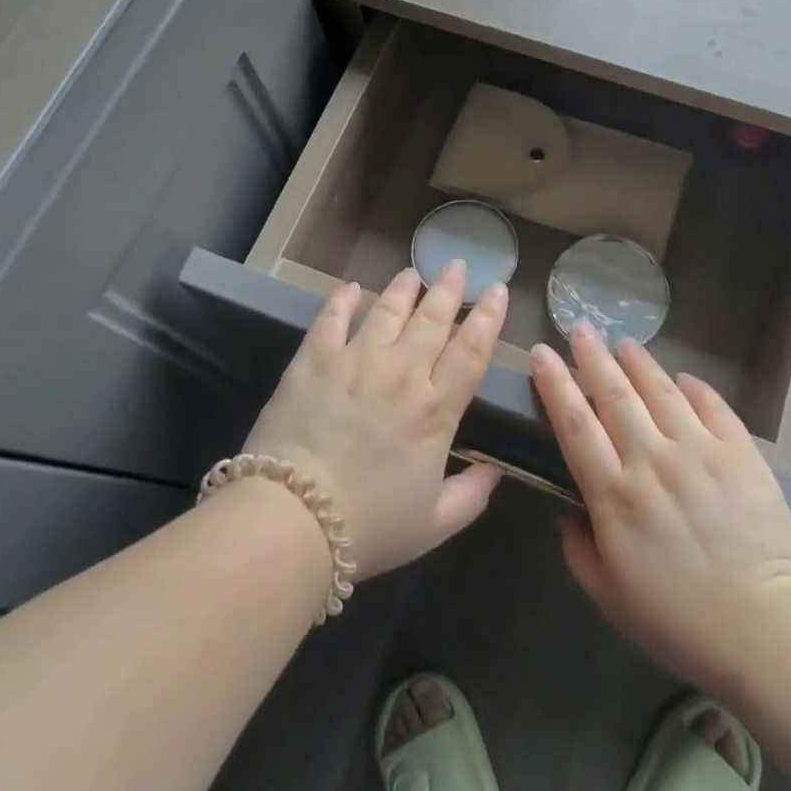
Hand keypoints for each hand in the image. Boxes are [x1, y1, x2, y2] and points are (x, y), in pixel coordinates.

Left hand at [243, 261, 506, 577]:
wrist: (293, 519)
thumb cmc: (369, 526)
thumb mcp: (435, 523)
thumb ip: (472, 495)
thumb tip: (497, 471)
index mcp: (435, 409)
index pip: (471, 351)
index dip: (488, 318)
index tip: (498, 290)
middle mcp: (401, 373)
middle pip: (432, 320)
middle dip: (449, 289)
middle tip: (456, 264)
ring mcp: (355, 361)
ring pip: (387, 311)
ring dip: (403, 289)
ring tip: (412, 273)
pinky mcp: (313, 361)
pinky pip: (331, 319)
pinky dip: (342, 300)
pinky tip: (351, 287)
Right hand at [530, 325, 790, 698]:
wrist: (770, 632)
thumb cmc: (681, 623)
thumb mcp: (611, 598)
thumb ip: (579, 551)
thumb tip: (567, 516)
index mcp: (614, 495)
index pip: (574, 424)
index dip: (554, 384)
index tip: (542, 354)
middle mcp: (652, 460)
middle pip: (614, 395)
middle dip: (592, 356)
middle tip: (580, 328)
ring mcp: (700, 452)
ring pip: (661, 391)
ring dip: (638, 362)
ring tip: (624, 342)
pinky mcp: (742, 454)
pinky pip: (713, 407)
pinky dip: (696, 387)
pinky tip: (683, 377)